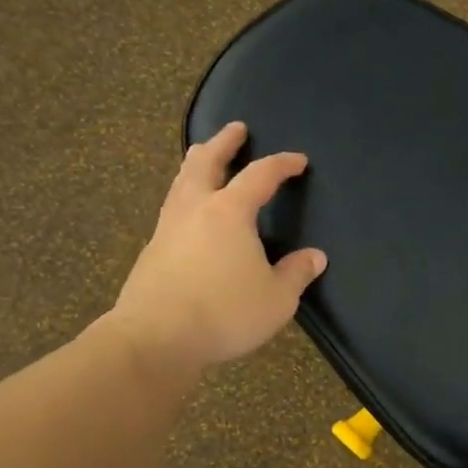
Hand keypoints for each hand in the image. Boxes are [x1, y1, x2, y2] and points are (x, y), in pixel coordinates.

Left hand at [107, 122, 326, 369]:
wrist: (155, 339)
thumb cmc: (224, 313)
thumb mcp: (276, 299)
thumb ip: (296, 274)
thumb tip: (315, 257)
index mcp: (230, 212)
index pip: (260, 176)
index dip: (281, 164)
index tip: (298, 160)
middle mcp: (196, 209)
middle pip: (206, 161)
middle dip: (223, 142)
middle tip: (236, 129)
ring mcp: (168, 228)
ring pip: (182, 182)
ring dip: (197, 163)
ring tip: (205, 158)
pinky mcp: (152, 252)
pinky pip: (172, 209)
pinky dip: (185, 196)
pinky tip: (190, 213)